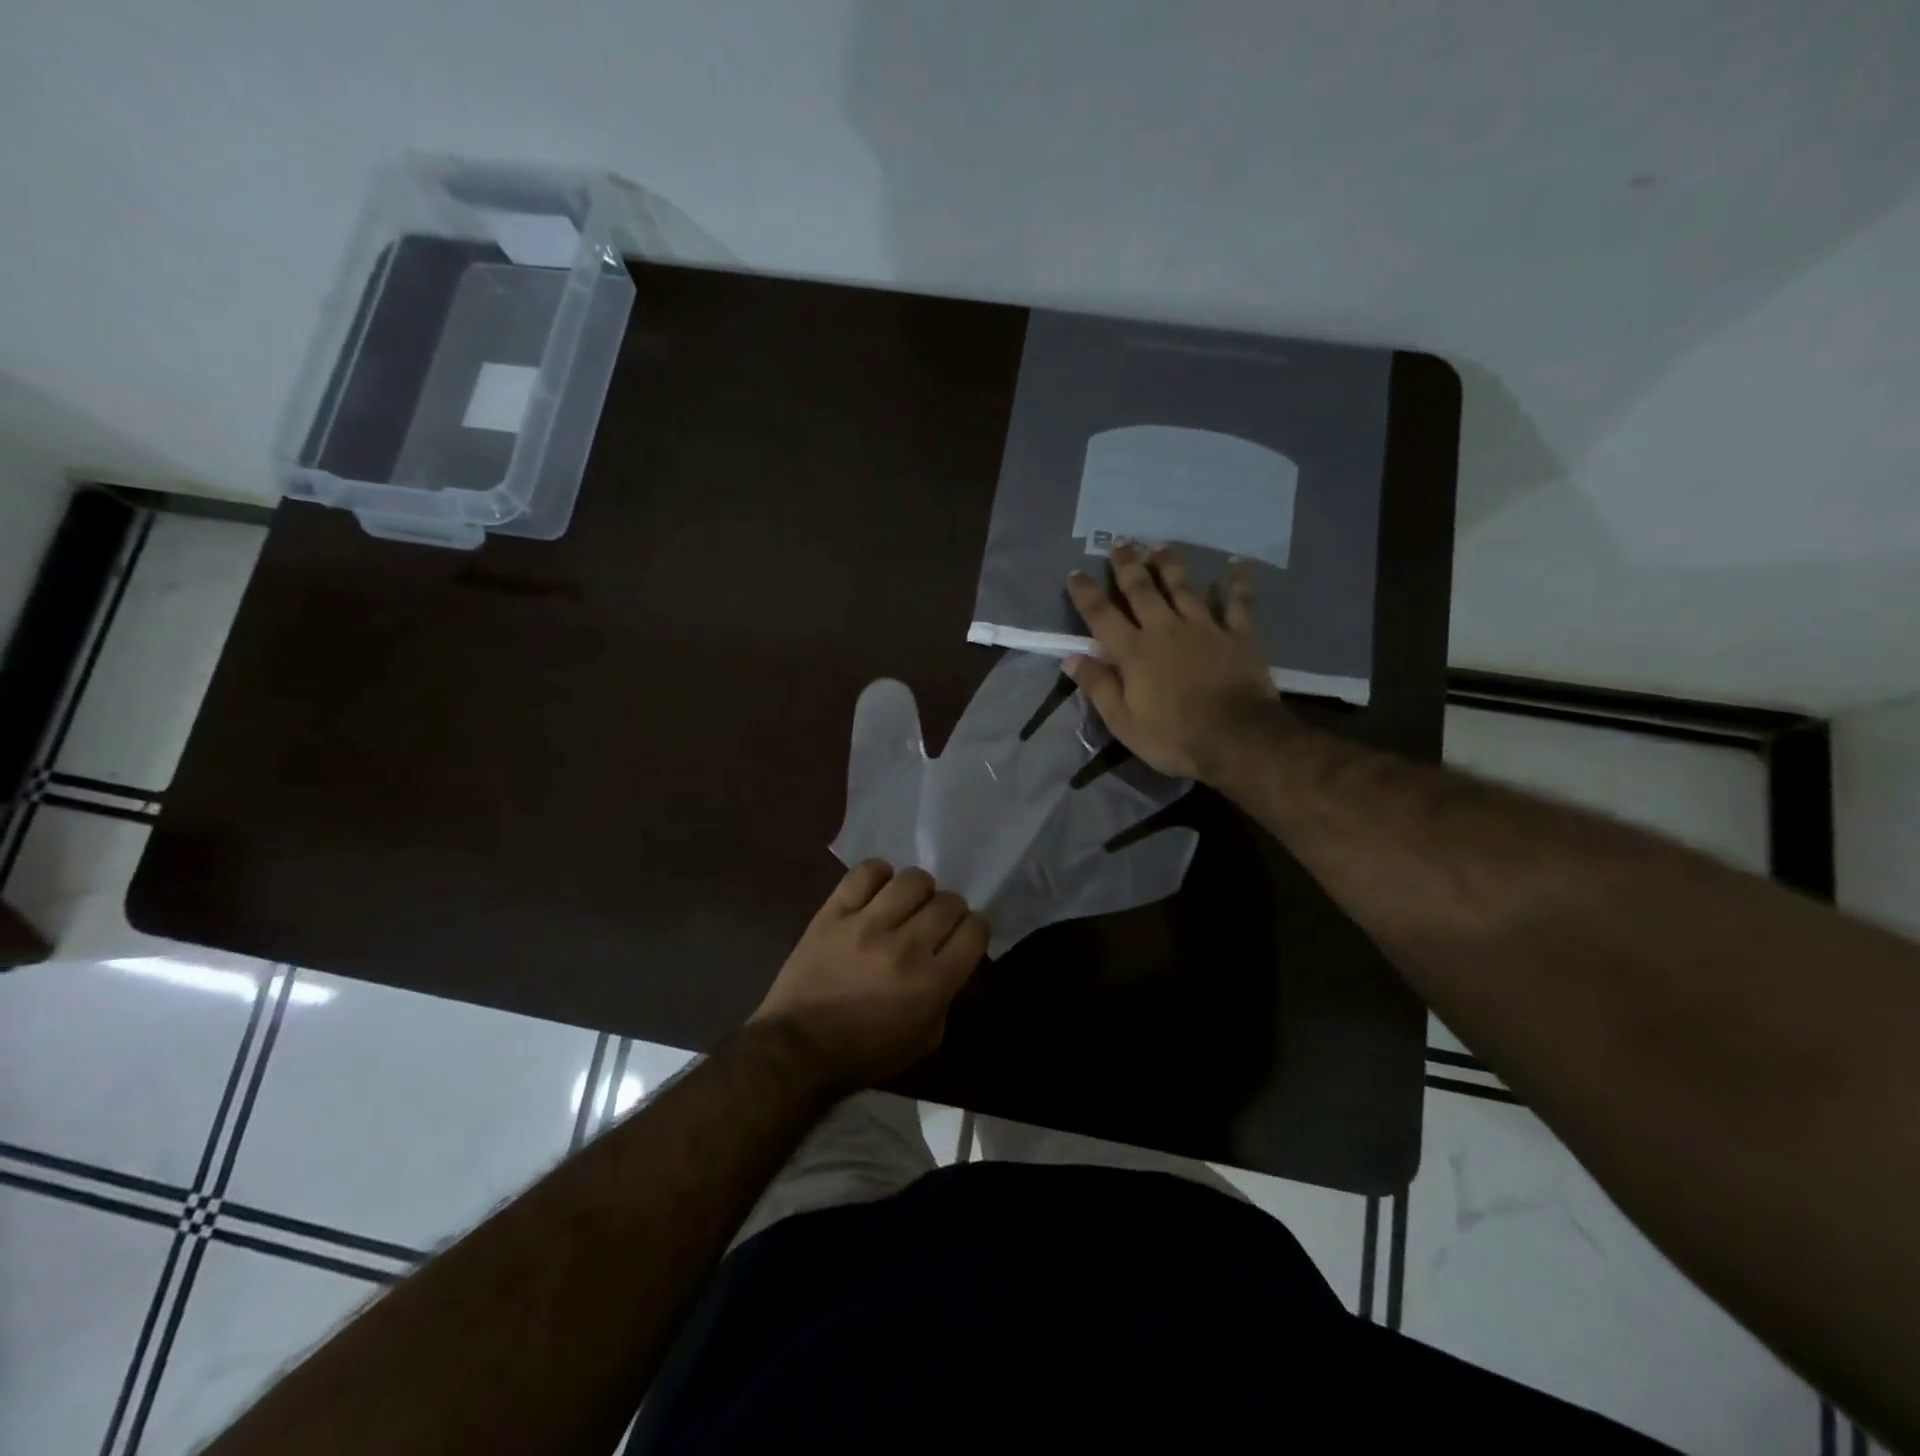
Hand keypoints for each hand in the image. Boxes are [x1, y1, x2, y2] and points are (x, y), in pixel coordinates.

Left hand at [752, 861, 988, 1087]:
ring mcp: (866, 925)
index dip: (976, 929)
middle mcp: (906, 946)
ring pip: (912, 879)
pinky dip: (879, 875)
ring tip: (908, 903)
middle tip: (936, 922)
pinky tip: (878, 891)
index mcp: (932, 982)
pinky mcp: (833, 913)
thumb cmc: (866, 1053)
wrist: (798, 1049)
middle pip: (948, 901)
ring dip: (919, 890)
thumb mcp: (925, 1039)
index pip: (975, 930)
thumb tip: (959, 961)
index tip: (966, 935)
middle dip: (951, 910)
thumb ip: (949, 996)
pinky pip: (866, 873)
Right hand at [1064, 542, 1279, 779]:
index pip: (1102, 616)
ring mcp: (1204, 628)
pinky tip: (1236, 563)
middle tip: (1121, 542)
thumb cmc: (1174, 737)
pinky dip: (1236, 582)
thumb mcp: (1124, 722)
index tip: (1075, 573)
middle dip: (1128, 565)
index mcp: (1134, 652)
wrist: (1237, 739)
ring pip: (1183, 588)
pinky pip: (1238, 602)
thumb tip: (1071, 658)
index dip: (1086, 593)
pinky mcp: (1238, 635)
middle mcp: (1165, 629)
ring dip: (1170, 565)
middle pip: (1142, 591)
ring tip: (1160, 546)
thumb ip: (1098, 687)